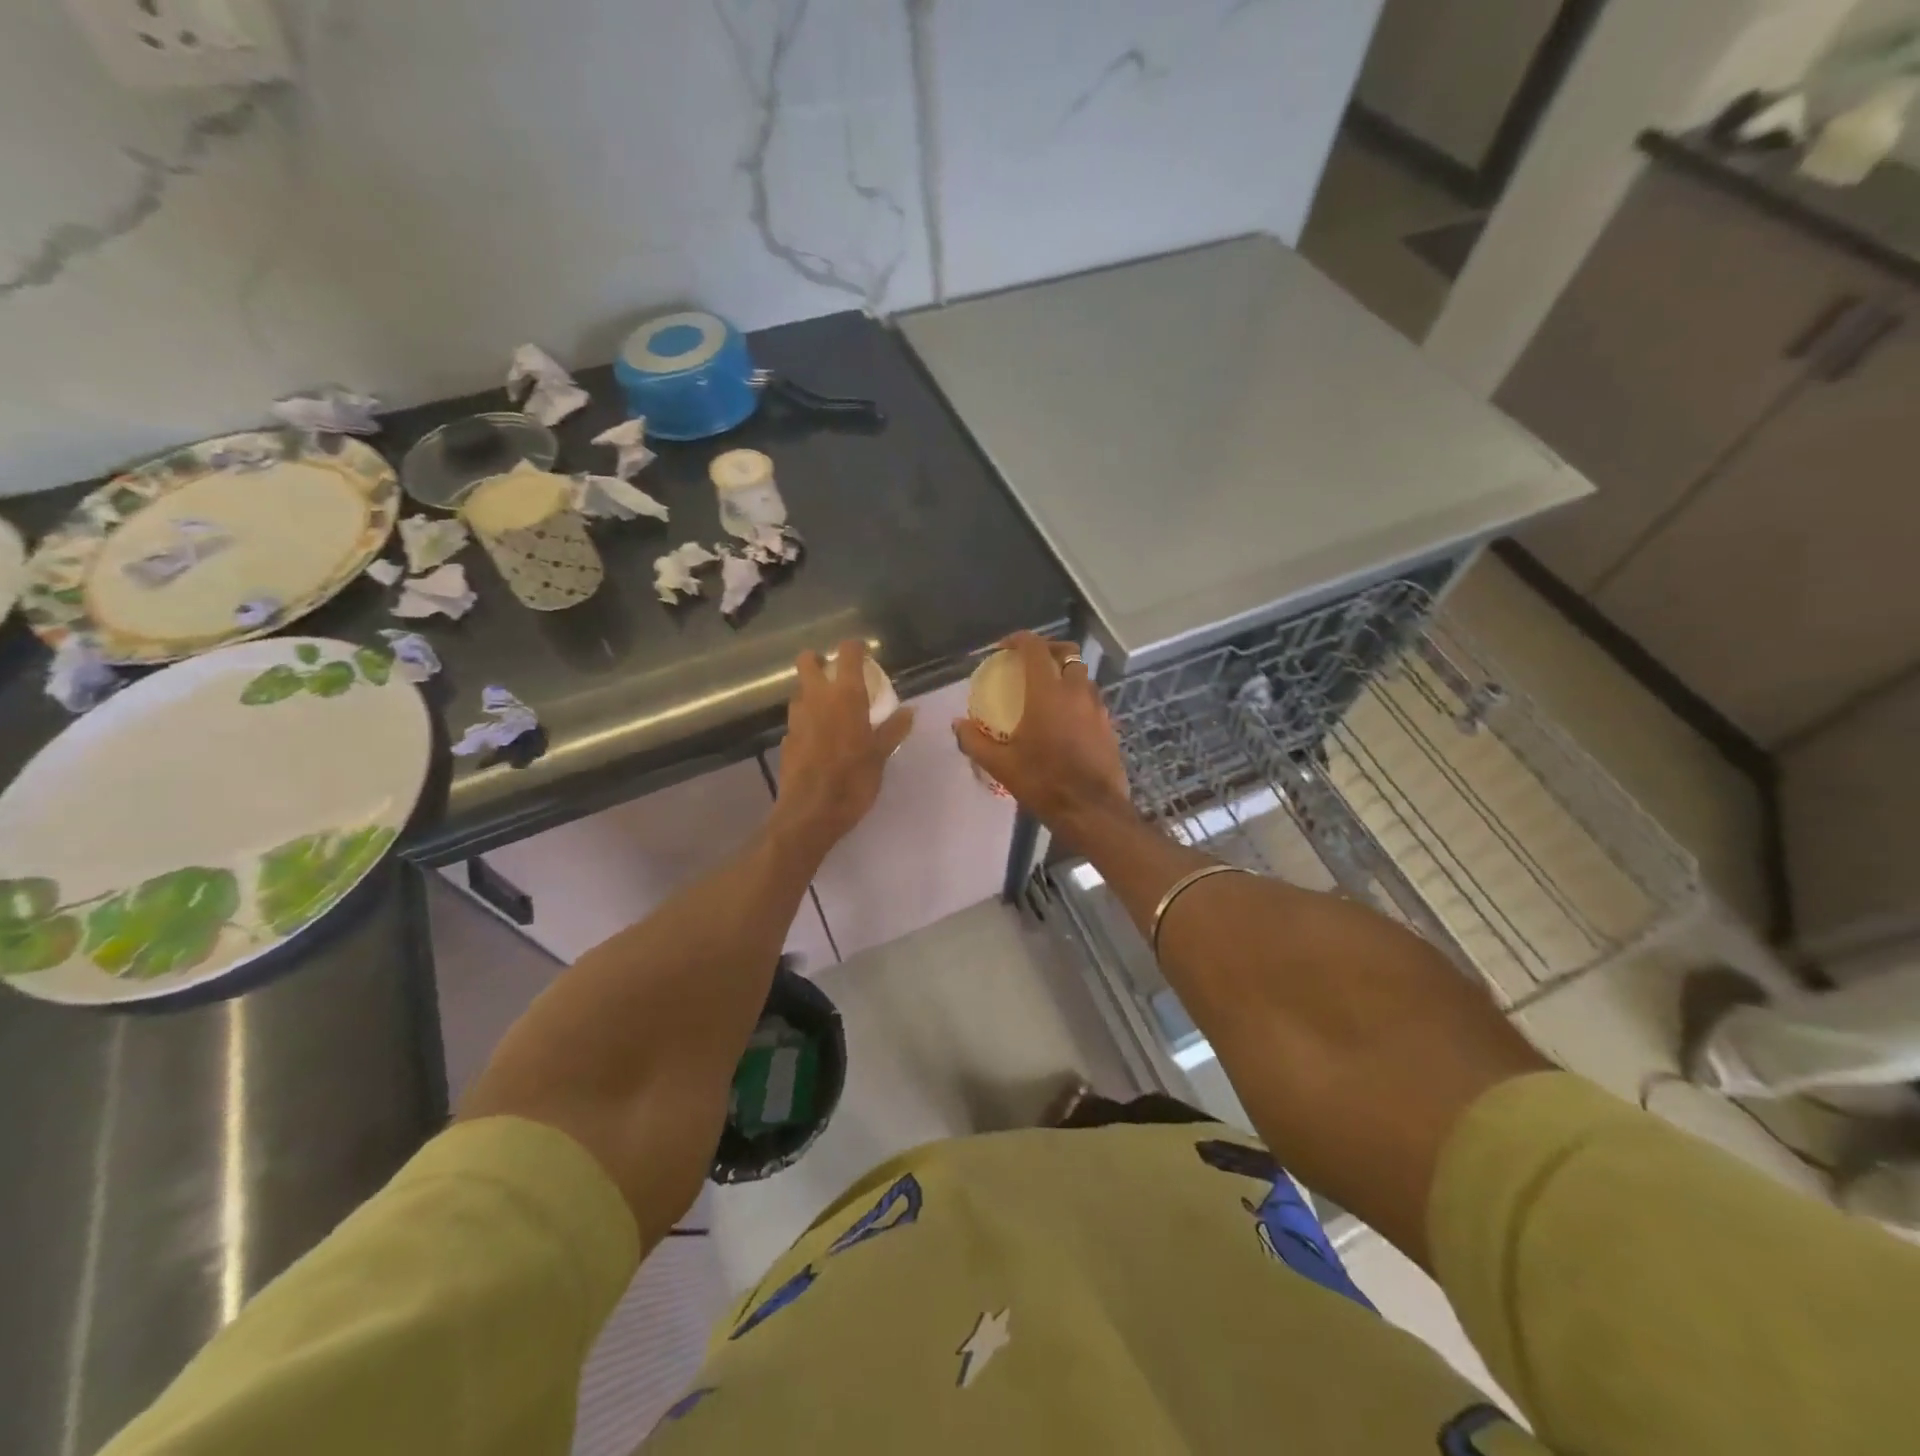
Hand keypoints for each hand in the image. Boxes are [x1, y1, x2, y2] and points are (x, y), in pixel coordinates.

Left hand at [771, 640, 913, 859]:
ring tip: (831, 708)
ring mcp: (796, 718)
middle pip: (807, 662)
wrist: (810, 813)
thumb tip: (910, 710)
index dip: (854, 648)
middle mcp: (816, 698)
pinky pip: (797, 719)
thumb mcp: (881, 755)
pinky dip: (808, 720)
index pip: (847, 654)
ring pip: (800, 691)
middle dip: (819, 660)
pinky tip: (820, 738)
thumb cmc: (853, 780)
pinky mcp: (786, 739)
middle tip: (836, 673)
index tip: (864, 653)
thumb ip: (893, 729)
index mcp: (845, 696)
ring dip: (812, 691)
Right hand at [952, 633, 1133, 849]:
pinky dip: (1077, 699)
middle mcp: (1076, 691)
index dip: (1018, 640)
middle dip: (1047, 650)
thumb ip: (975, 741)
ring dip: (1065, 674)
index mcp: (1047, 692)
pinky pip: (1092, 701)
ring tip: (1047, 693)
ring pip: (1082, 676)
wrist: (1092, 811)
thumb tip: (958, 724)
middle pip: (1067, 652)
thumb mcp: (1001, 765)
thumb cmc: (1043, 783)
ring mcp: (1097, 708)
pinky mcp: (1109, 726)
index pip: (1035, 648)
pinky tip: (1065, 721)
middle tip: (1029, 663)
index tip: (1004, 648)